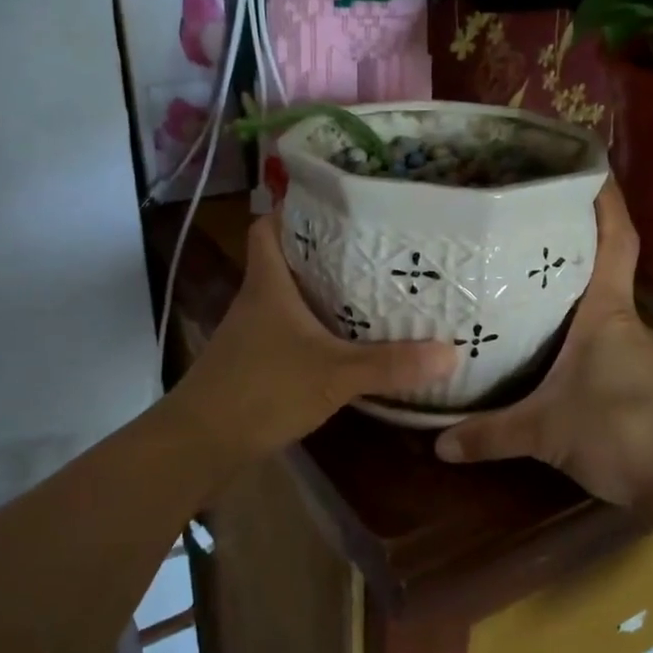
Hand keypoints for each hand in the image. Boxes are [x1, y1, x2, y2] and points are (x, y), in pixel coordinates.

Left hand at [170, 213, 457, 462]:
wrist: (201, 445)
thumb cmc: (261, 391)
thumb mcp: (334, 374)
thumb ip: (391, 365)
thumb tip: (451, 352)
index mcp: (268, 284)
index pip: (270, 227)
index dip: (296, 211)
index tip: (338, 207)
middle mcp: (257, 301)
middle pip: (288, 260)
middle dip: (326, 252)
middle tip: (375, 249)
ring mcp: (253, 334)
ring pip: (291, 299)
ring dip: (324, 294)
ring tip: (372, 290)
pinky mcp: (256, 364)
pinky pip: (292, 333)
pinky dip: (317, 331)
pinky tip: (348, 344)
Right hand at [435, 181, 652, 505]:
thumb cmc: (620, 433)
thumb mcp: (544, 432)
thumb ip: (490, 433)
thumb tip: (438, 443)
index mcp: (606, 311)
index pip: (615, 238)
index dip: (605, 198)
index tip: (585, 165)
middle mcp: (622, 318)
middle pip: (601, 261)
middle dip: (571, 233)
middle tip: (523, 215)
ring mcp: (630, 346)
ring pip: (597, 298)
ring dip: (569, 280)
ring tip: (520, 268)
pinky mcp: (631, 374)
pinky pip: (597, 331)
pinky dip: (572, 321)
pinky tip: (542, 334)